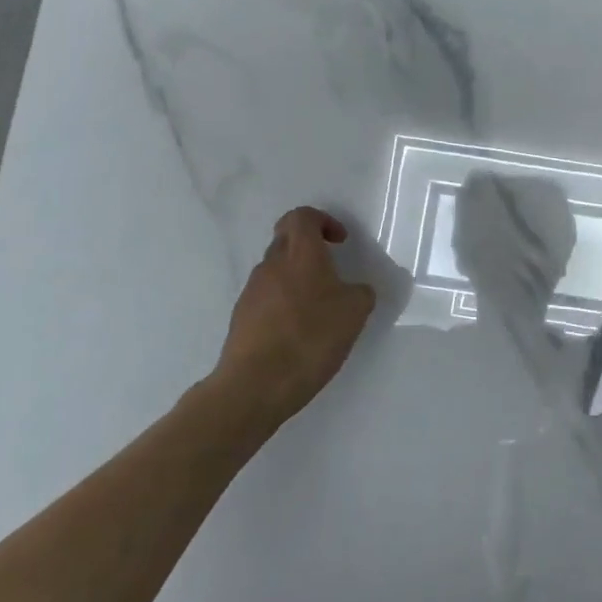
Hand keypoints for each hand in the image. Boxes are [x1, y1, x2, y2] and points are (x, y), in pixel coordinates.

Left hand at [212, 207, 375, 429]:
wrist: (256, 384)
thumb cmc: (311, 337)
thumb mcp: (355, 312)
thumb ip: (360, 292)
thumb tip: (354, 290)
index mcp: (300, 254)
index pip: (302, 216)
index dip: (322, 221)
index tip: (339, 242)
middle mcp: (272, 265)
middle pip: (287, 240)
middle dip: (310, 249)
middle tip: (332, 272)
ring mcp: (252, 291)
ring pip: (276, 270)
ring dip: (297, 278)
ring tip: (318, 309)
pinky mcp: (241, 318)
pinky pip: (267, 298)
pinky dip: (284, 304)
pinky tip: (299, 333)